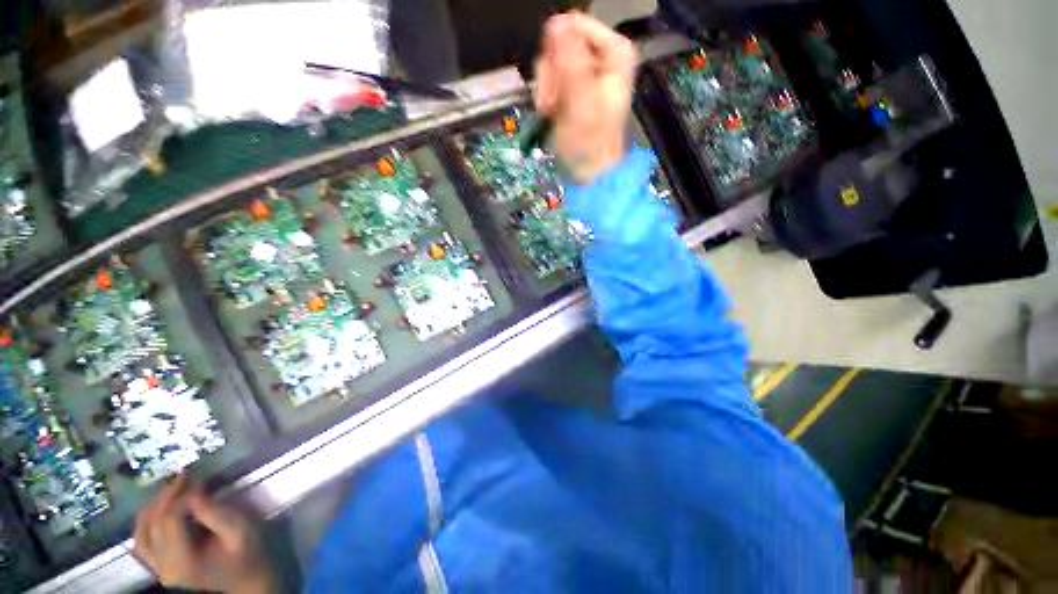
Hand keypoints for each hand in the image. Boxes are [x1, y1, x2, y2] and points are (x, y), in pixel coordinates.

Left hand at [133, 475, 275, 593]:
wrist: (245, 584)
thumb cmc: (248, 556)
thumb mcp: (241, 531)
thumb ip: (216, 513)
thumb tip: (194, 492)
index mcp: (182, 562)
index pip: (169, 520)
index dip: (180, 495)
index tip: (198, 477)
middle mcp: (162, 567)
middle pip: (152, 524)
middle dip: (166, 496)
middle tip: (185, 476)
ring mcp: (157, 569)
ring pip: (141, 533)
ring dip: (153, 507)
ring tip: (172, 489)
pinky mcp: (158, 567)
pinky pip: (142, 542)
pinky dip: (147, 522)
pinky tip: (161, 509)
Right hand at [535, 12, 636, 183]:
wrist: (590, 173)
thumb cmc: (589, 142)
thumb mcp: (581, 101)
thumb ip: (570, 60)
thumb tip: (556, 23)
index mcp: (614, 53)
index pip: (574, 26)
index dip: (557, 53)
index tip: (557, 83)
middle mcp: (601, 58)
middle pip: (560, 44)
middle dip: (551, 77)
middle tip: (554, 105)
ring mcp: (587, 75)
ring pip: (552, 64)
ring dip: (547, 91)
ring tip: (553, 114)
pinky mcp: (574, 91)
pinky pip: (551, 81)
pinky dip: (548, 100)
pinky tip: (552, 116)